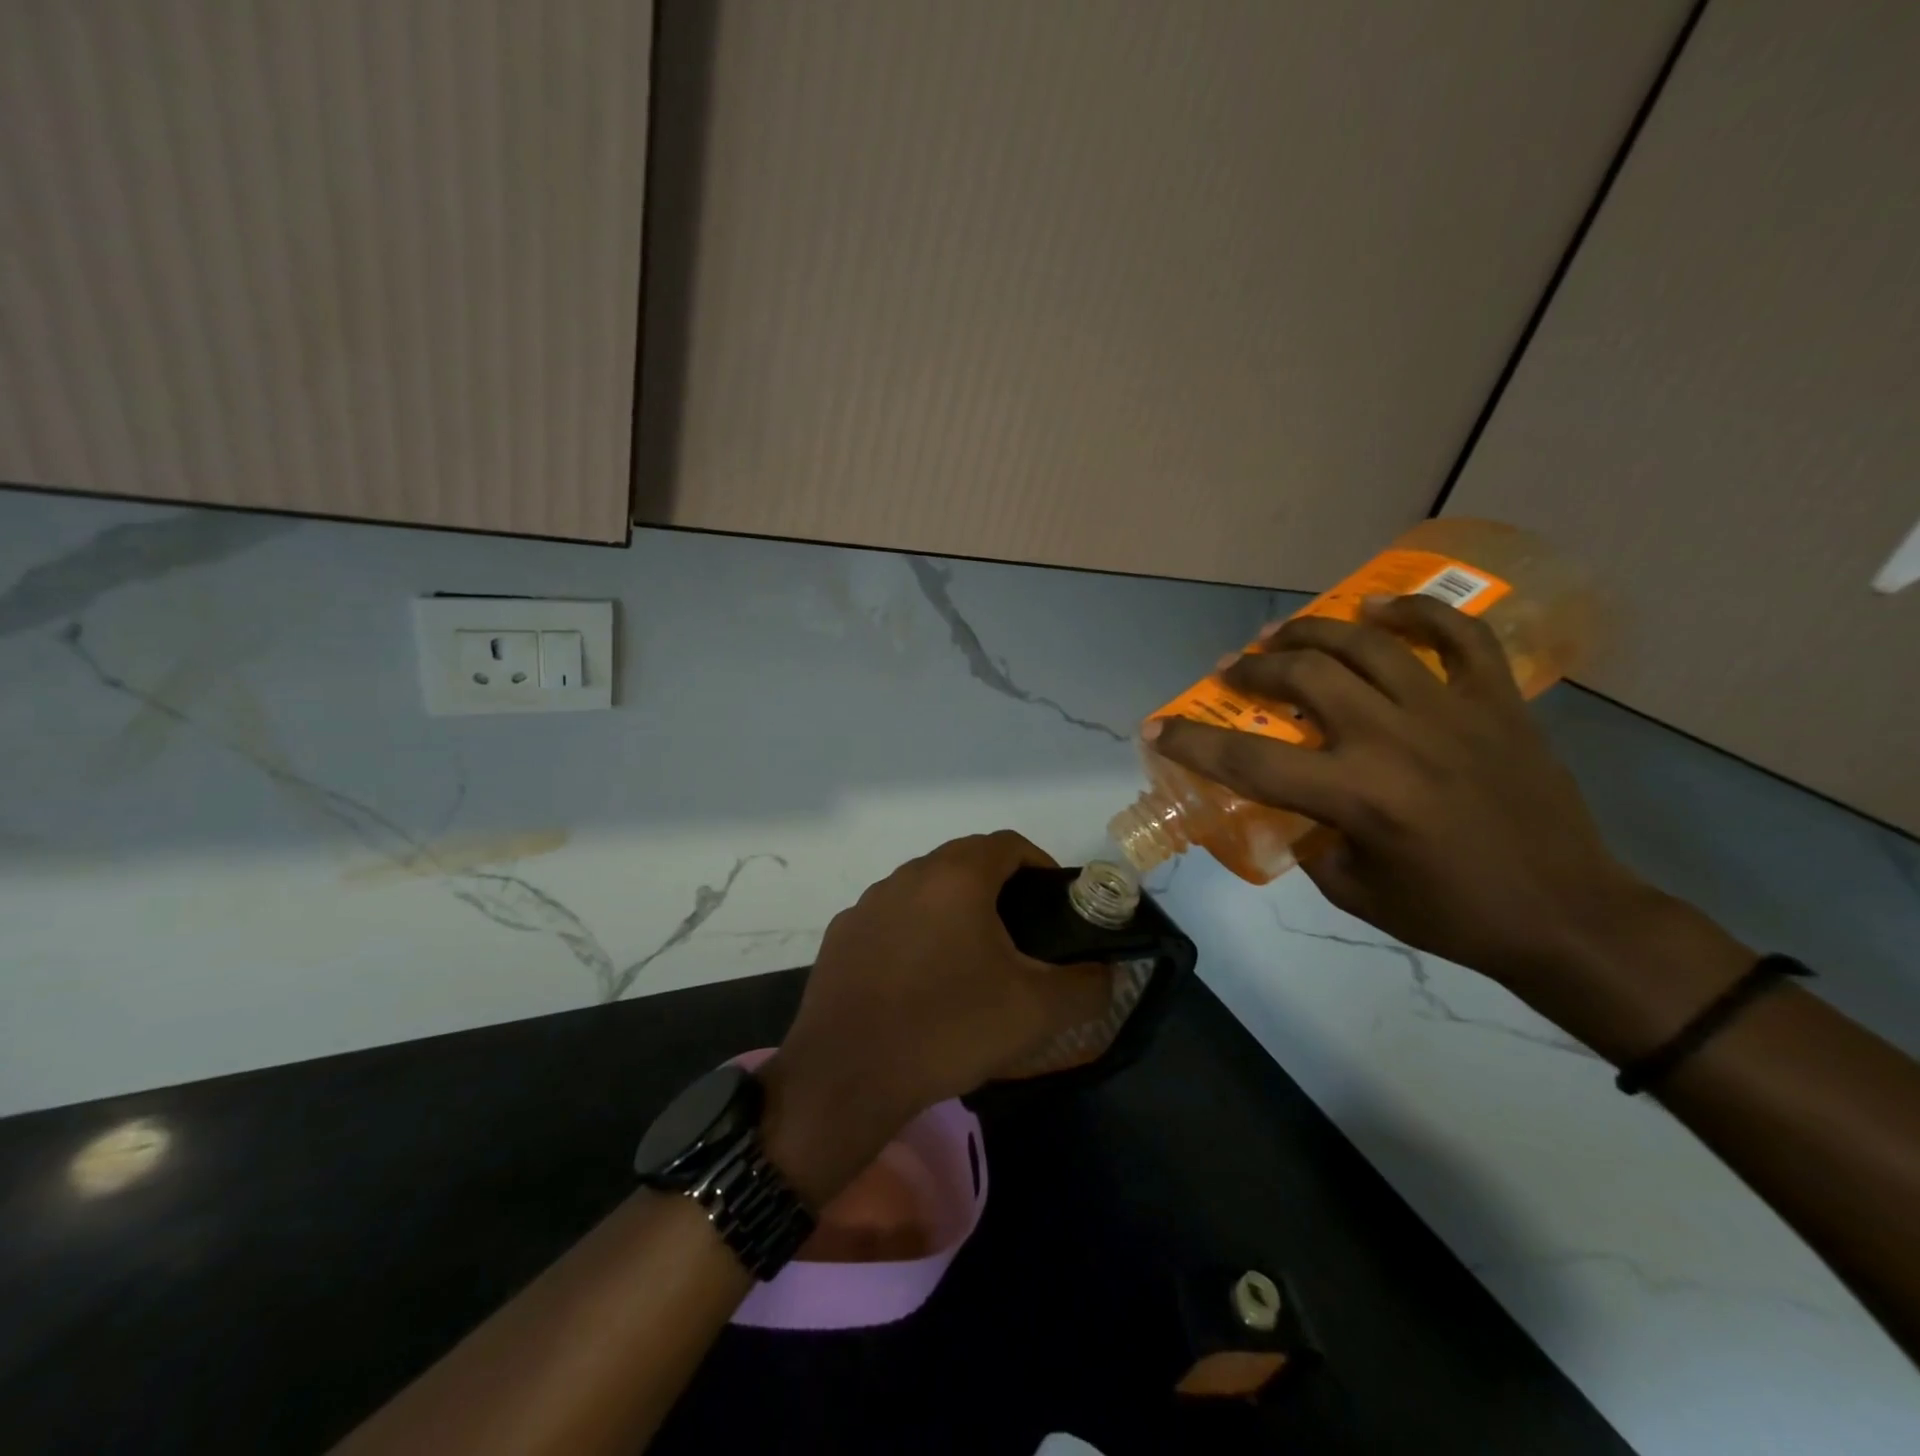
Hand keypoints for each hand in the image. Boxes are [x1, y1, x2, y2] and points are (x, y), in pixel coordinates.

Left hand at [761, 832, 1109, 1204]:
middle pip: (964, 863)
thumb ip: (1087, 986)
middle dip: (998, 889)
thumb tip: (1108, 973)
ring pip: (924, 890)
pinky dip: (914, 934)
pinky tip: (919, 982)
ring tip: (970, 962)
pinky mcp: (841, 936)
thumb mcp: (1036, 1013)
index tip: (1055, 904)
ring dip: (953, 910)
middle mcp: (908, 876)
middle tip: (1020, 937)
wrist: (848, 1076)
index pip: (1008, 844)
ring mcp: (868, 904)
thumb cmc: (948, 1028)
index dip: (1040, 865)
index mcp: (955, 877)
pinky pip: (891, 920)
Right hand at [1149, 594, 1656, 996]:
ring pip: (1366, 642)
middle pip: (1303, 676)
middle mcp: (1394, 740)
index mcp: (1356, 796)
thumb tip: (1289, 802)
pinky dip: (1415, 611)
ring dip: (1310, 630)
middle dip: (1251, 669)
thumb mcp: (1351, 889)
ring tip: (1281, 634)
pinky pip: (1457, 635)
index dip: (1192, 741)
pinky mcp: (1496, 701)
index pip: (1249, 761)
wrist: (1566, 914)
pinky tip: (1377, 606)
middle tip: (1231, 671)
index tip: (1157, 726)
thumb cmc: (1450, 913)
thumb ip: (1308, 837)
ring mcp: (1450, 711)